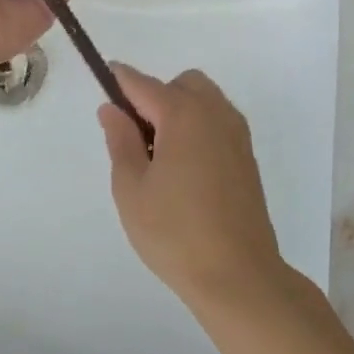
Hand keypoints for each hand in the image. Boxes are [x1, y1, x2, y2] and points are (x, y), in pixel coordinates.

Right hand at [98, 66, 288, 311]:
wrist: (240, 277)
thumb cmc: (176, 233)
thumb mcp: (132, 189)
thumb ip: (120, 141)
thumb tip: (112, 108)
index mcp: (182, 114)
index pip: (143, 83)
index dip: (121, 79)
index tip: (106, 77)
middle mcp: (213, 112)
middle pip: (179, 84)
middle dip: (156, 96)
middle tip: (139, 138)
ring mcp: (235, 133)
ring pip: (203, 99)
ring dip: (180, 109)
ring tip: (163, 156)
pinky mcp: (247, 155)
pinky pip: (218, 121)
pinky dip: (199, 127)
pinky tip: (188, 169)